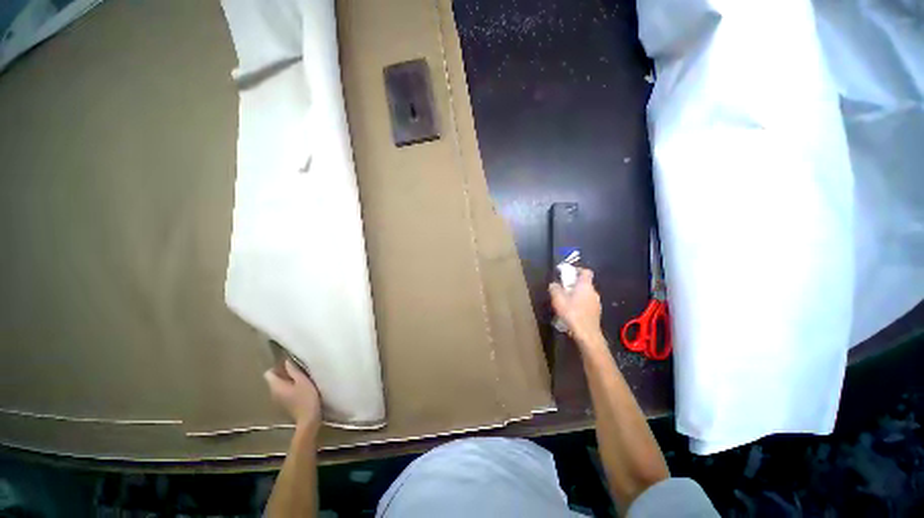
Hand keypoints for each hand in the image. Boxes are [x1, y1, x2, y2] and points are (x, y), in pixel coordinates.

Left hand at [265, 359, 321, 434]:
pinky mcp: (284, 404)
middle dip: (283, 373)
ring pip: (278, 386)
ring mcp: (278, 400)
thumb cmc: (306, 397)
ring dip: (287, 380)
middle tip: (297, 369)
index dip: (277, 367)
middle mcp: (273, 393)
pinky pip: (283, 392)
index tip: (289, 364)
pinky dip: (289, 387)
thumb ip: (294, 371)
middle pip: (273, 379)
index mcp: (276, 386)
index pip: (268, 373)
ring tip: (300, 377)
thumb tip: (287, 361)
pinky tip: (300, 388)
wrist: (308, 418)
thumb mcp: (303, 381)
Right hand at [549, 268, 602, 344]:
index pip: (586, 271)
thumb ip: (555, 288)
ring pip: (586, 294)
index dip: (577, 270)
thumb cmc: (572, 313)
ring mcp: (596, 302)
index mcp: (585, 285)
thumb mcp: (558, 299)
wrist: (586, 333)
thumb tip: (554, 284)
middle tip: (563, 288)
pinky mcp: (596, 312)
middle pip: (585, 283)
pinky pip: (587, 303)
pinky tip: (572, 311)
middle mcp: (593, 292)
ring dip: (577, 294)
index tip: (568, 272)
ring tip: (566, 300)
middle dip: (574, 284)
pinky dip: (580, 303)